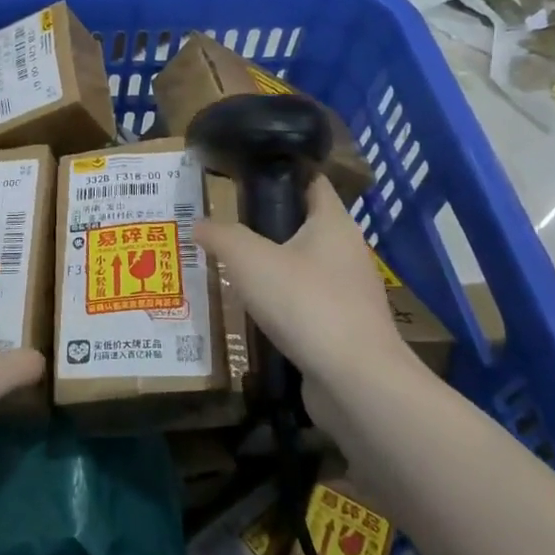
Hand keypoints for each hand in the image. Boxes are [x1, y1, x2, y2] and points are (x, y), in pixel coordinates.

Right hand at [194, 177, 426, 395]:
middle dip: (265, 224)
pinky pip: (306, 303)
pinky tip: (253, 312)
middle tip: (224, 226)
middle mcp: (347, 252)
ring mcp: (348, 293)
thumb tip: (198, 224)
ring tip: (231, 269)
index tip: (243, 175)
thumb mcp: (250, 260)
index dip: (280, 172)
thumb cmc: (306, 304)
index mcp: (334, 223)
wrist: (355, 382)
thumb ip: (221, 236)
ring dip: (271, 267)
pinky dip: (281, 303)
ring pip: (303, 267)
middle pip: (303, 224)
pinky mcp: (343, 328)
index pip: (311, 180)